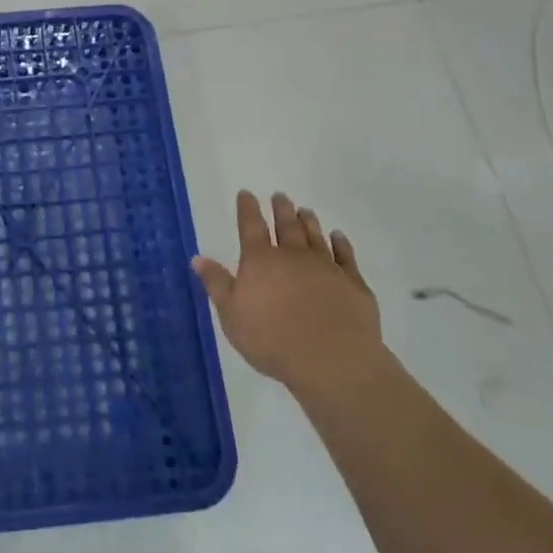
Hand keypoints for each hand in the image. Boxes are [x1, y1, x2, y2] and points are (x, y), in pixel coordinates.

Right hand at [192, 191, 385, 405]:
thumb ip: (217, 284)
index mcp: (260, 261)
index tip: (246, 193)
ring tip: (305, 210)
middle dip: (281, 209)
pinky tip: (338, 236)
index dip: (247, 208)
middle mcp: (293, 256)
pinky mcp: (353, 283)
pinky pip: (346, 256)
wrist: (332, 359)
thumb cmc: (271, 339)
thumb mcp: (232, 315)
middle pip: (286, 226)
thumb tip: (198, 258)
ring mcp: (326, 267)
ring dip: (308, 222)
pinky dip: (341, 243)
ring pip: (315, 236)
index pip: (250, 226)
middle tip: (280, 196)